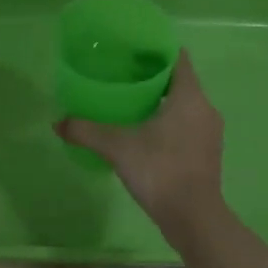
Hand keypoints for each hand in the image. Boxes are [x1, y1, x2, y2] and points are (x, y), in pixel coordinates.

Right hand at [55, 51, 225, 237]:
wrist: (193, 217)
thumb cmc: (160, 171)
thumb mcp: (118, 148)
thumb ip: (87, 132)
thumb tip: (57, 122)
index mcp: (189, 97)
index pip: (179, 59)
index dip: (158, 50)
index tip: (133, 50)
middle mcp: (205, 109)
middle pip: (180, 82)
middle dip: (154, 78)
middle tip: (123, 77)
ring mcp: (210, 133)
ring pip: (185, 106)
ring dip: (162, 102)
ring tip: (131, 105)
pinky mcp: (207, 153)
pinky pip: (188, 126)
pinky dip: (169, 123)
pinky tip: (146, 135)